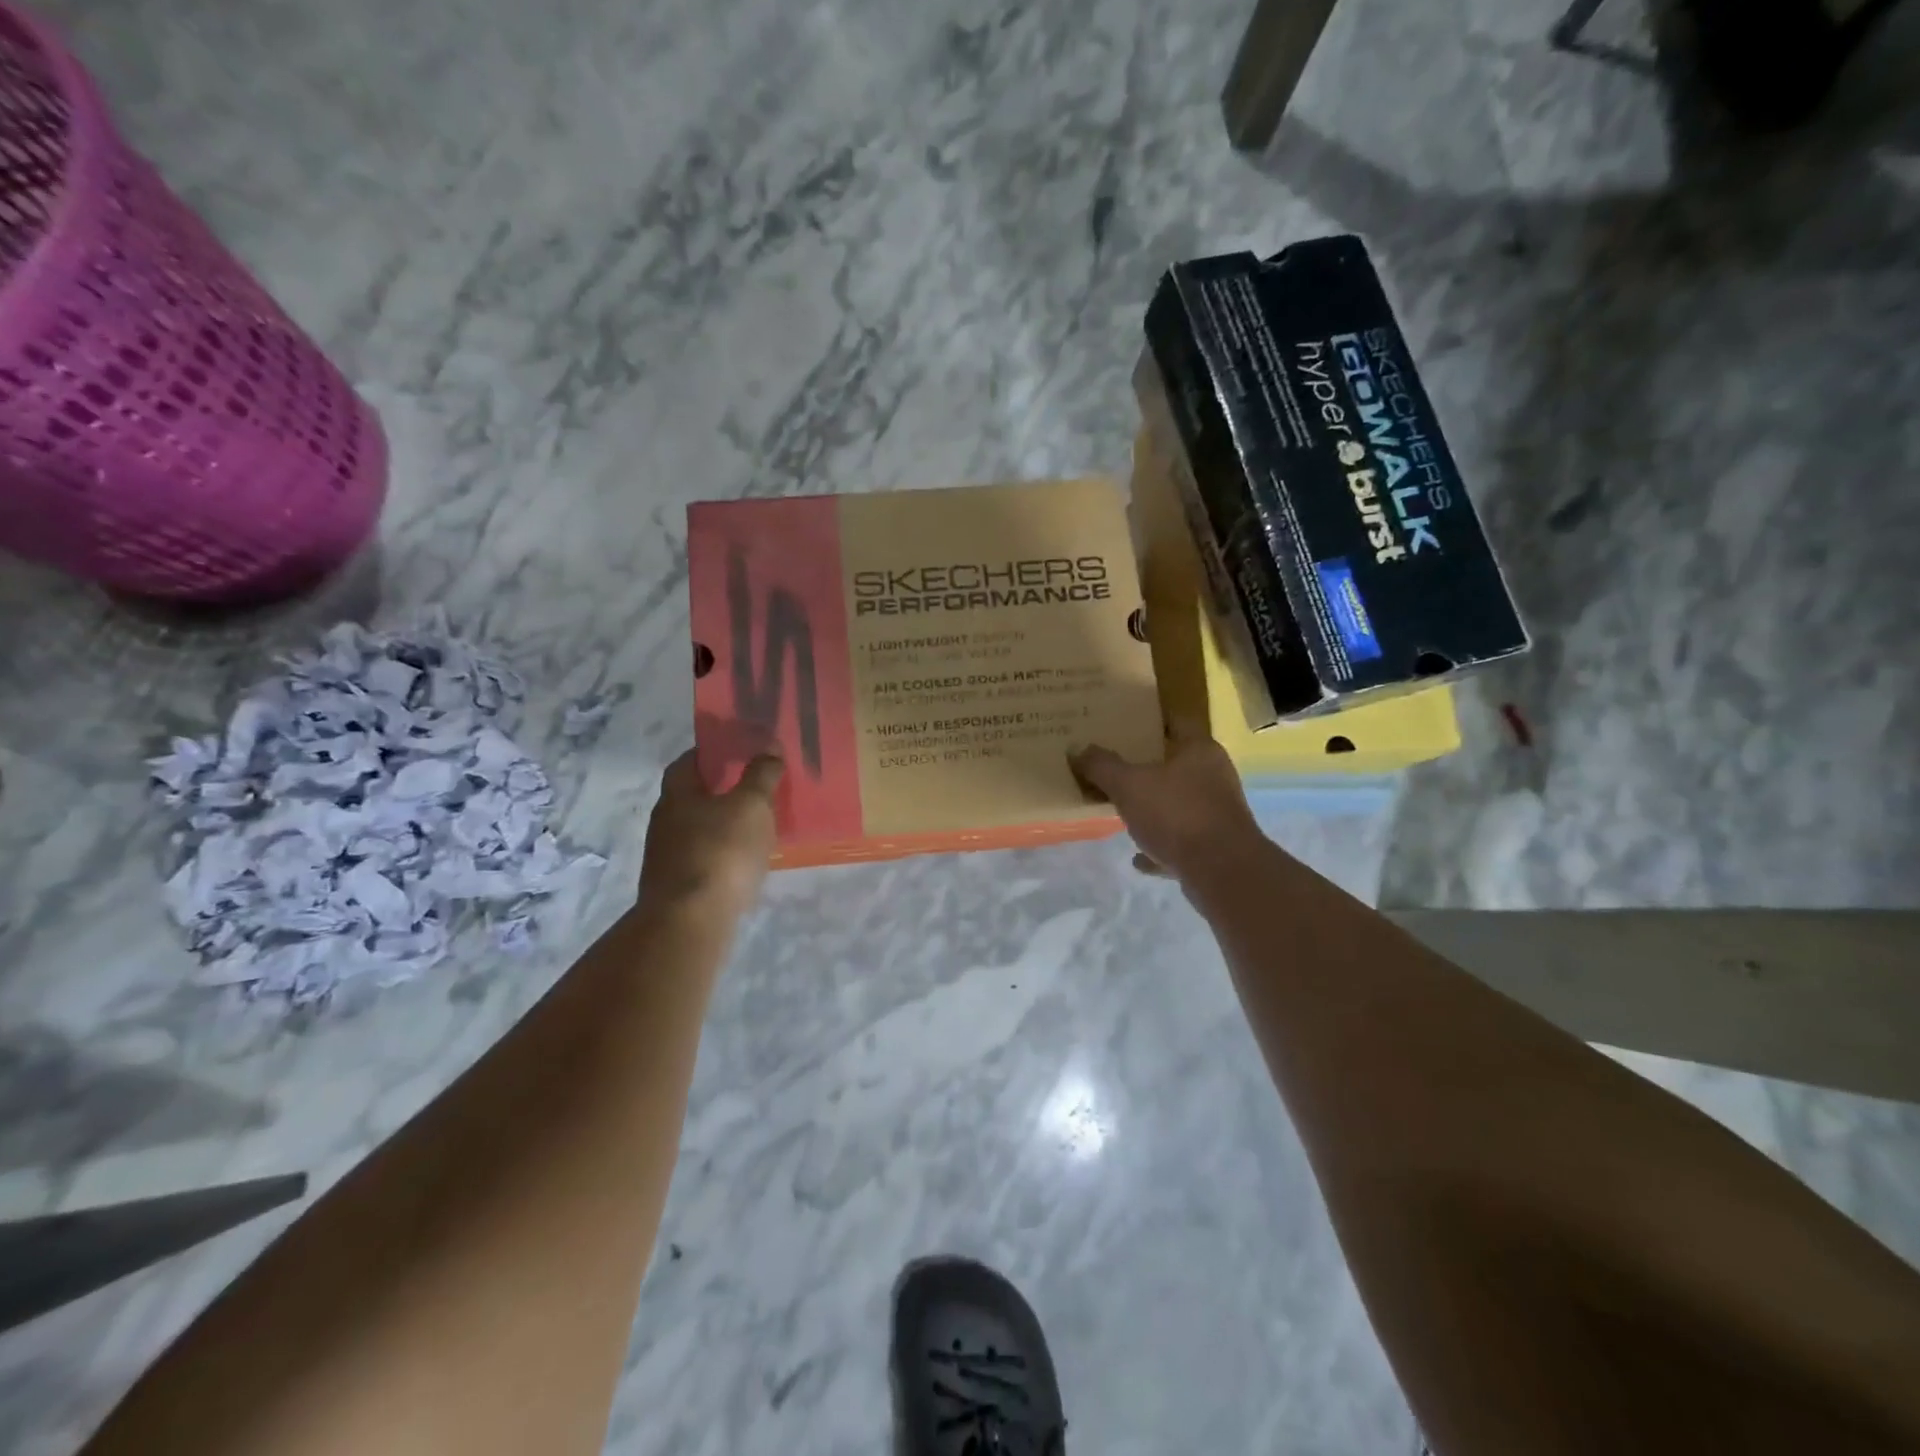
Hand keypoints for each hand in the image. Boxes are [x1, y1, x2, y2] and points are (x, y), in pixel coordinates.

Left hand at [638, 750, 782, 920]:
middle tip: (755, 785)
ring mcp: (667, 856)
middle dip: (721, 789)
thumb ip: (761, 775)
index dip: (712, 752)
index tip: (739, 749)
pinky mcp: (676, 886)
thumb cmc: (721, 852)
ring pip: (699, 828)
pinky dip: (723, 852)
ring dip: (723, 823)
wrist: (690, 922)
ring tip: (757, 824)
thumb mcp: (751, 806)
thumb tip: (769, 746)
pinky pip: (704, 857)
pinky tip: (744, 860)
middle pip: (693, 795)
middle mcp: (665, 820)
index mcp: (677, 794)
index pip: (689, 761)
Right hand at [1070, 724, 1266, 883]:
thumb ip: (1101, 766)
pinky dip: (1159, 845)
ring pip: (1178, 803)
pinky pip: (1180, 841)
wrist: (1221, 872)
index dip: (1147, 721)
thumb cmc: (1176, 814)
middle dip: (1145, 768)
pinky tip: (1137, 855)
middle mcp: (1214, 776)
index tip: (1121, 725)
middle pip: (1175, 764)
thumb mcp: (1128, 785)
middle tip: (1112, 768)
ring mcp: (1217, 812)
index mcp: (1199, 750)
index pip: (1174, 722)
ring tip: (1121, 810)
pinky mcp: (1216, 846)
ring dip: (1153, 808)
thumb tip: (1078, 750)